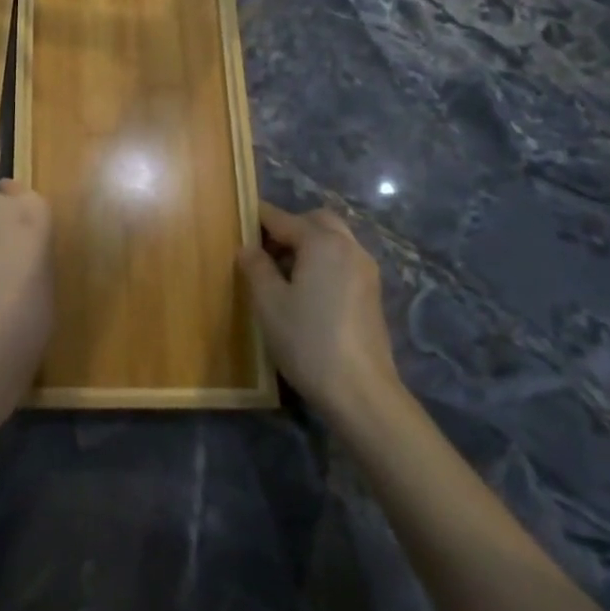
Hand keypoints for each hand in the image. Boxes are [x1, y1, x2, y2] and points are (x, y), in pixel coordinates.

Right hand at [238, 202, 399, 422]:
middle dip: (289, 228)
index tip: (237, 222)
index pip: (283, 218)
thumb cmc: (308, 341)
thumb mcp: (268, 303)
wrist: (361, 392)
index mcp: (322, 242)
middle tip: (264, 250)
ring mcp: (366, 270)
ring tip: (282, 273)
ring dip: (308, 245)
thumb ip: (255, 267)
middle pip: (316, 221)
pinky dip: (324, 262)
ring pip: (333, 240)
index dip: (258, 218)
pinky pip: (343, 261)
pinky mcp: (372, 293)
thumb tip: (248, 248)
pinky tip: (307, 291)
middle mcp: (348, 247)